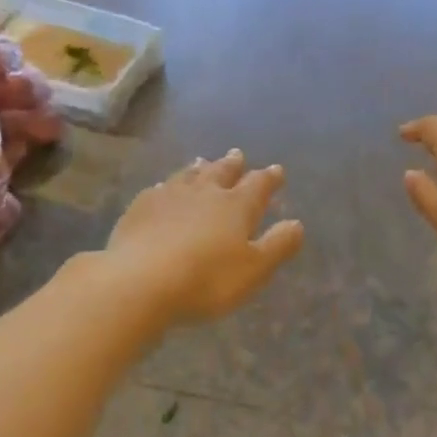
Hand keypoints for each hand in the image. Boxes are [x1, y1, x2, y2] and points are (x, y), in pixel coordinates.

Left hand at [105, 149, 304, 323]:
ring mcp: (168, 197)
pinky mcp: (139, 209)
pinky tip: (163, 188)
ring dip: (199, 168)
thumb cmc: (207, 279)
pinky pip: (158, 190)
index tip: (277, 170)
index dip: (269, 177)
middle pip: (221, 172)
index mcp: (236, 206)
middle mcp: (204, 193)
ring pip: (188, 176)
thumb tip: (297, 223)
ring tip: (203, 162)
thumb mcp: (254, 269)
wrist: (140, 281)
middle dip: (233, 164)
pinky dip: (167, 186)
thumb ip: (278, 245)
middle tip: (238, 155)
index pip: (258, 184)